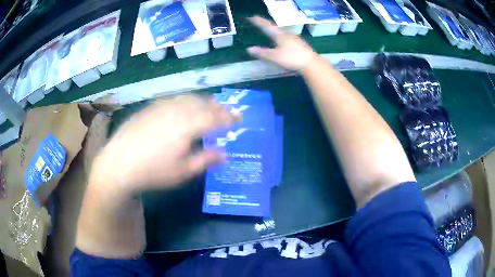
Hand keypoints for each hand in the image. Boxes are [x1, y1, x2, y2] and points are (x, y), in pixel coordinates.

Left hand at [90, 95, 237, 194]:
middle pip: (203, 104)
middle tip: (227, 112)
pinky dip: (186, 101)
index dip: (229, 117)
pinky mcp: (150, 108)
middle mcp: (177, 111)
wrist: (119, 164)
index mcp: (188, 126)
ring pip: (188, 98)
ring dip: (202, 102)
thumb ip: (206, 160)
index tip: (239, 118)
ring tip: (209, 107)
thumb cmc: (153, 171)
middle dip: (218, 107)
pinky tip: (184, 107)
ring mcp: (162, 107)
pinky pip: (174, 99)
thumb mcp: (183, 171)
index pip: (216, 117)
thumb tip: (225, 154)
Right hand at [247, 16, 319, 70]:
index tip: (253, 17)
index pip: (267, 26)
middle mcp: (288, 35)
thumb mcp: (275, 57)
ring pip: (283, 33)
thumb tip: (249, 49)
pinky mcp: (301, 45)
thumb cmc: (292, 58)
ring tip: (272, 31)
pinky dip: (283, 38)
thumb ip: (262, 53)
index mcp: (280, 35)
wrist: (311, 64)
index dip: (259, 22)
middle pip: (276, 28)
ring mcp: (295, 39)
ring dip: (276, 32)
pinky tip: (284, 42)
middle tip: (262, 23)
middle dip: (268, 26)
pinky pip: (288, 38)